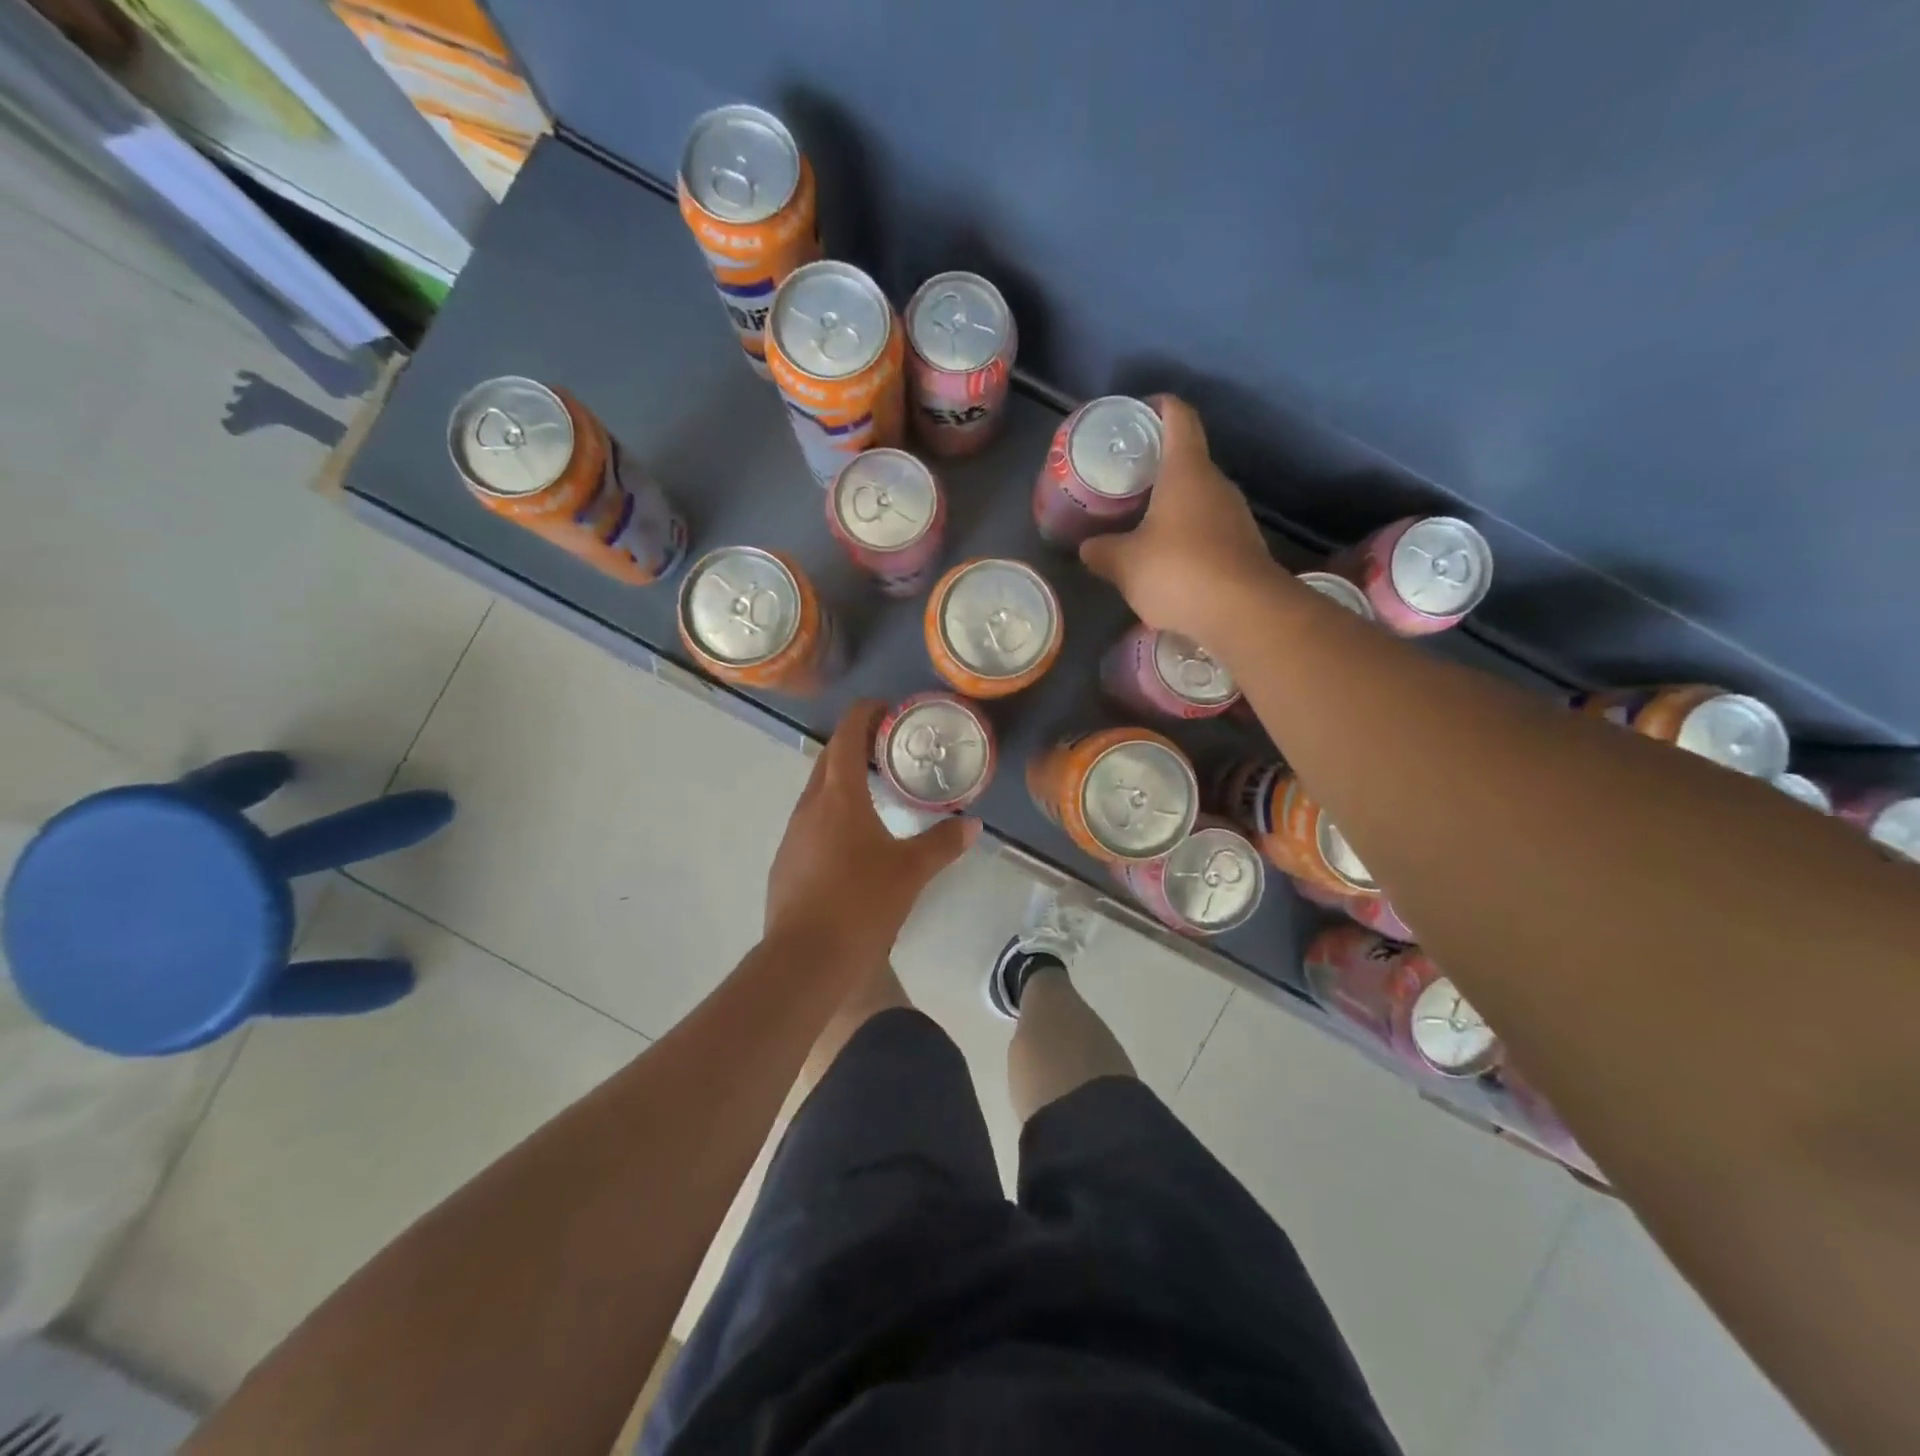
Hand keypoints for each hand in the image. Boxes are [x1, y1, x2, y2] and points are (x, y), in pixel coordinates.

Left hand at [765, 700, 979, 982]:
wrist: (805, 959)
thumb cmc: (861, 903)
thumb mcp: (911, 872)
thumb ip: (942, 844)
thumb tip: (972, 826)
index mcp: (838, 797)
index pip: (846, 737)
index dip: (863, 715)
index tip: (884, 709)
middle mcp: (809, 807)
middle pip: (828, 760)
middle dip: (854, 745)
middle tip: (886, 747)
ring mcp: (792, 836)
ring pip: (817, 793)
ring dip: (841, 781)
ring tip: (873, 791)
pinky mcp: (785, 863)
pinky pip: (810, 823)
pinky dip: (831, 814)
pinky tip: (851, 841)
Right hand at [1078, 396, 1283, 645]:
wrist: (1244, 613)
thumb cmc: (1179, 572)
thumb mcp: (1125, 565)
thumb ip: (1102, 552)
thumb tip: (1087, 548)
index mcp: (1186, 471)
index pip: (1178, 416)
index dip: (1158, 406)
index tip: (1137, 414)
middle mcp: (1216, 484)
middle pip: (1187, 460)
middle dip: (1156, 467)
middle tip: (1123, 481)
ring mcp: (1235, 516)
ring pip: (1198, 498)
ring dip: (1171, 506)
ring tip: (1139, 523)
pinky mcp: (1243, 547)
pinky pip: (1208, 529)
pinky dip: (1186, 536)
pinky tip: (1166, 560)